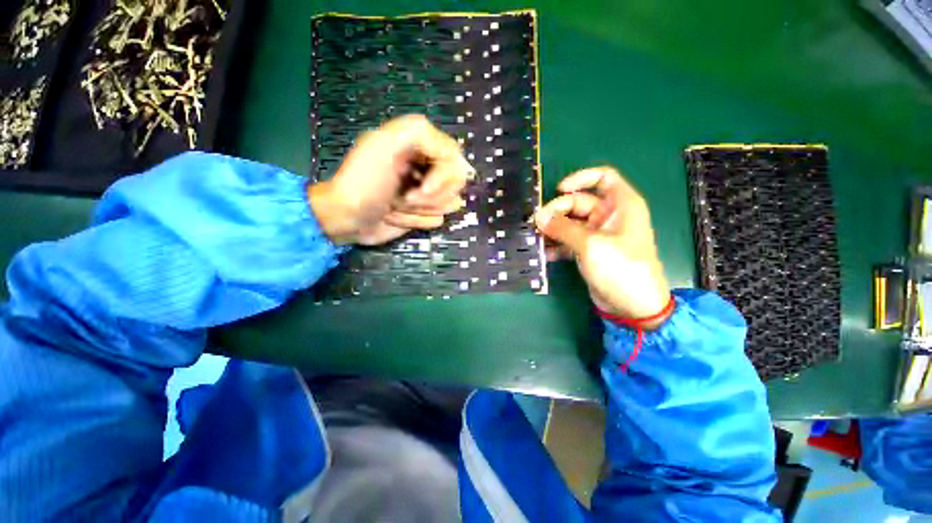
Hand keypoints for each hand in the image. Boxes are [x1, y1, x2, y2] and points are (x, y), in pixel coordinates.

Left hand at [308, 114, 472, 244]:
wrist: (347, 218)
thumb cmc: (363, 182)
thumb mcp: (384, 143)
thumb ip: (419, 133)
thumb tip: (454, 158)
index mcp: (420, 146)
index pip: (455, 159)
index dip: (442, 176)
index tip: (423, 187)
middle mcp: (428, 168)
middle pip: (456, 183)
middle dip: (429, 196)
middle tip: (403, 197)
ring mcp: (428, 193)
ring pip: (450, 203)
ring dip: (420, 210)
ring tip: (395, 206)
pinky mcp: (424, 213)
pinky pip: (438, 220)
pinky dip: (416, 221)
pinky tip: (397, 217)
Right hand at [535, 167, 671, 327]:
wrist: (633, 306)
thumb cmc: (621, 268)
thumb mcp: (590, 244)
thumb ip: (562, 228)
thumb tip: (538, 217)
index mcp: (621, 205)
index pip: (603, 177)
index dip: (580, 178)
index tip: (559, 189)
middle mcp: (609, 216)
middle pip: (579, 202)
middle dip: (557, 211)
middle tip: (538, 223)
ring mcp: (598, 235)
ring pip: (571, 222)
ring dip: (554, 229)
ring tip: (537, 237)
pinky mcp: (589, 251)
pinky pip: (569, 240)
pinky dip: (557, 245)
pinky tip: (545, 253)